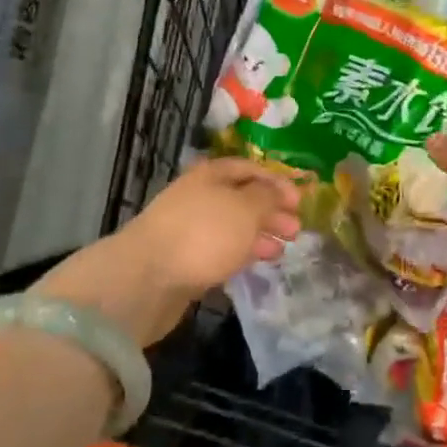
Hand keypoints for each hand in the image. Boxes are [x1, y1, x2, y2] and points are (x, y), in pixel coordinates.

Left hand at [39, 159, 300, 346]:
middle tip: (297, 229)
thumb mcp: (244, 209)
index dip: (276, 182)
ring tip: (283, 250)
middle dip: (270, 211)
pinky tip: (256, 263)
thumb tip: (276, 191)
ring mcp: (189, 229)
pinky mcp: (183, 260)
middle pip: (240, 198)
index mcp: (210, 175)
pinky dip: (241, 253)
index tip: (300, 200)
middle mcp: (198, 196)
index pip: (248, 169)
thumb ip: (266, 198)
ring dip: (259, 235)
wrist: (146, 278)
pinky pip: (220, 250)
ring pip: (231, 226)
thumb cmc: (202, 234)